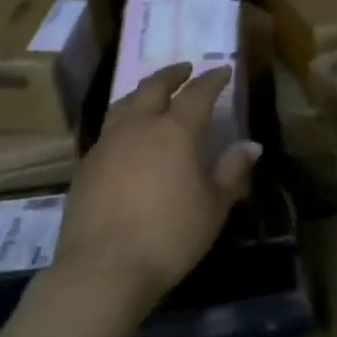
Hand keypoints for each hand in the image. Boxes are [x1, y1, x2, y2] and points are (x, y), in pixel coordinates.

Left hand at [55, 63, 261, 315]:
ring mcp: (107, 143)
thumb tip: (251, 145)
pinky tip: (126, 136)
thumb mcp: (213, 207)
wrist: (103, 267)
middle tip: (185, 68)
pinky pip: (108, 130)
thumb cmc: (169, 236)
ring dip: (142, 92)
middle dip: (172, 74)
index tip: (223, 70)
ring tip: (152, 93)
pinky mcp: (85, 164)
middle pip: (154, 87)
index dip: (212, 79)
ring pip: (124, 103)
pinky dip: (123, 121)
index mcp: (174, 131)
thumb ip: (232, 172)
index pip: (197, 93)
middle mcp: (138, 126)